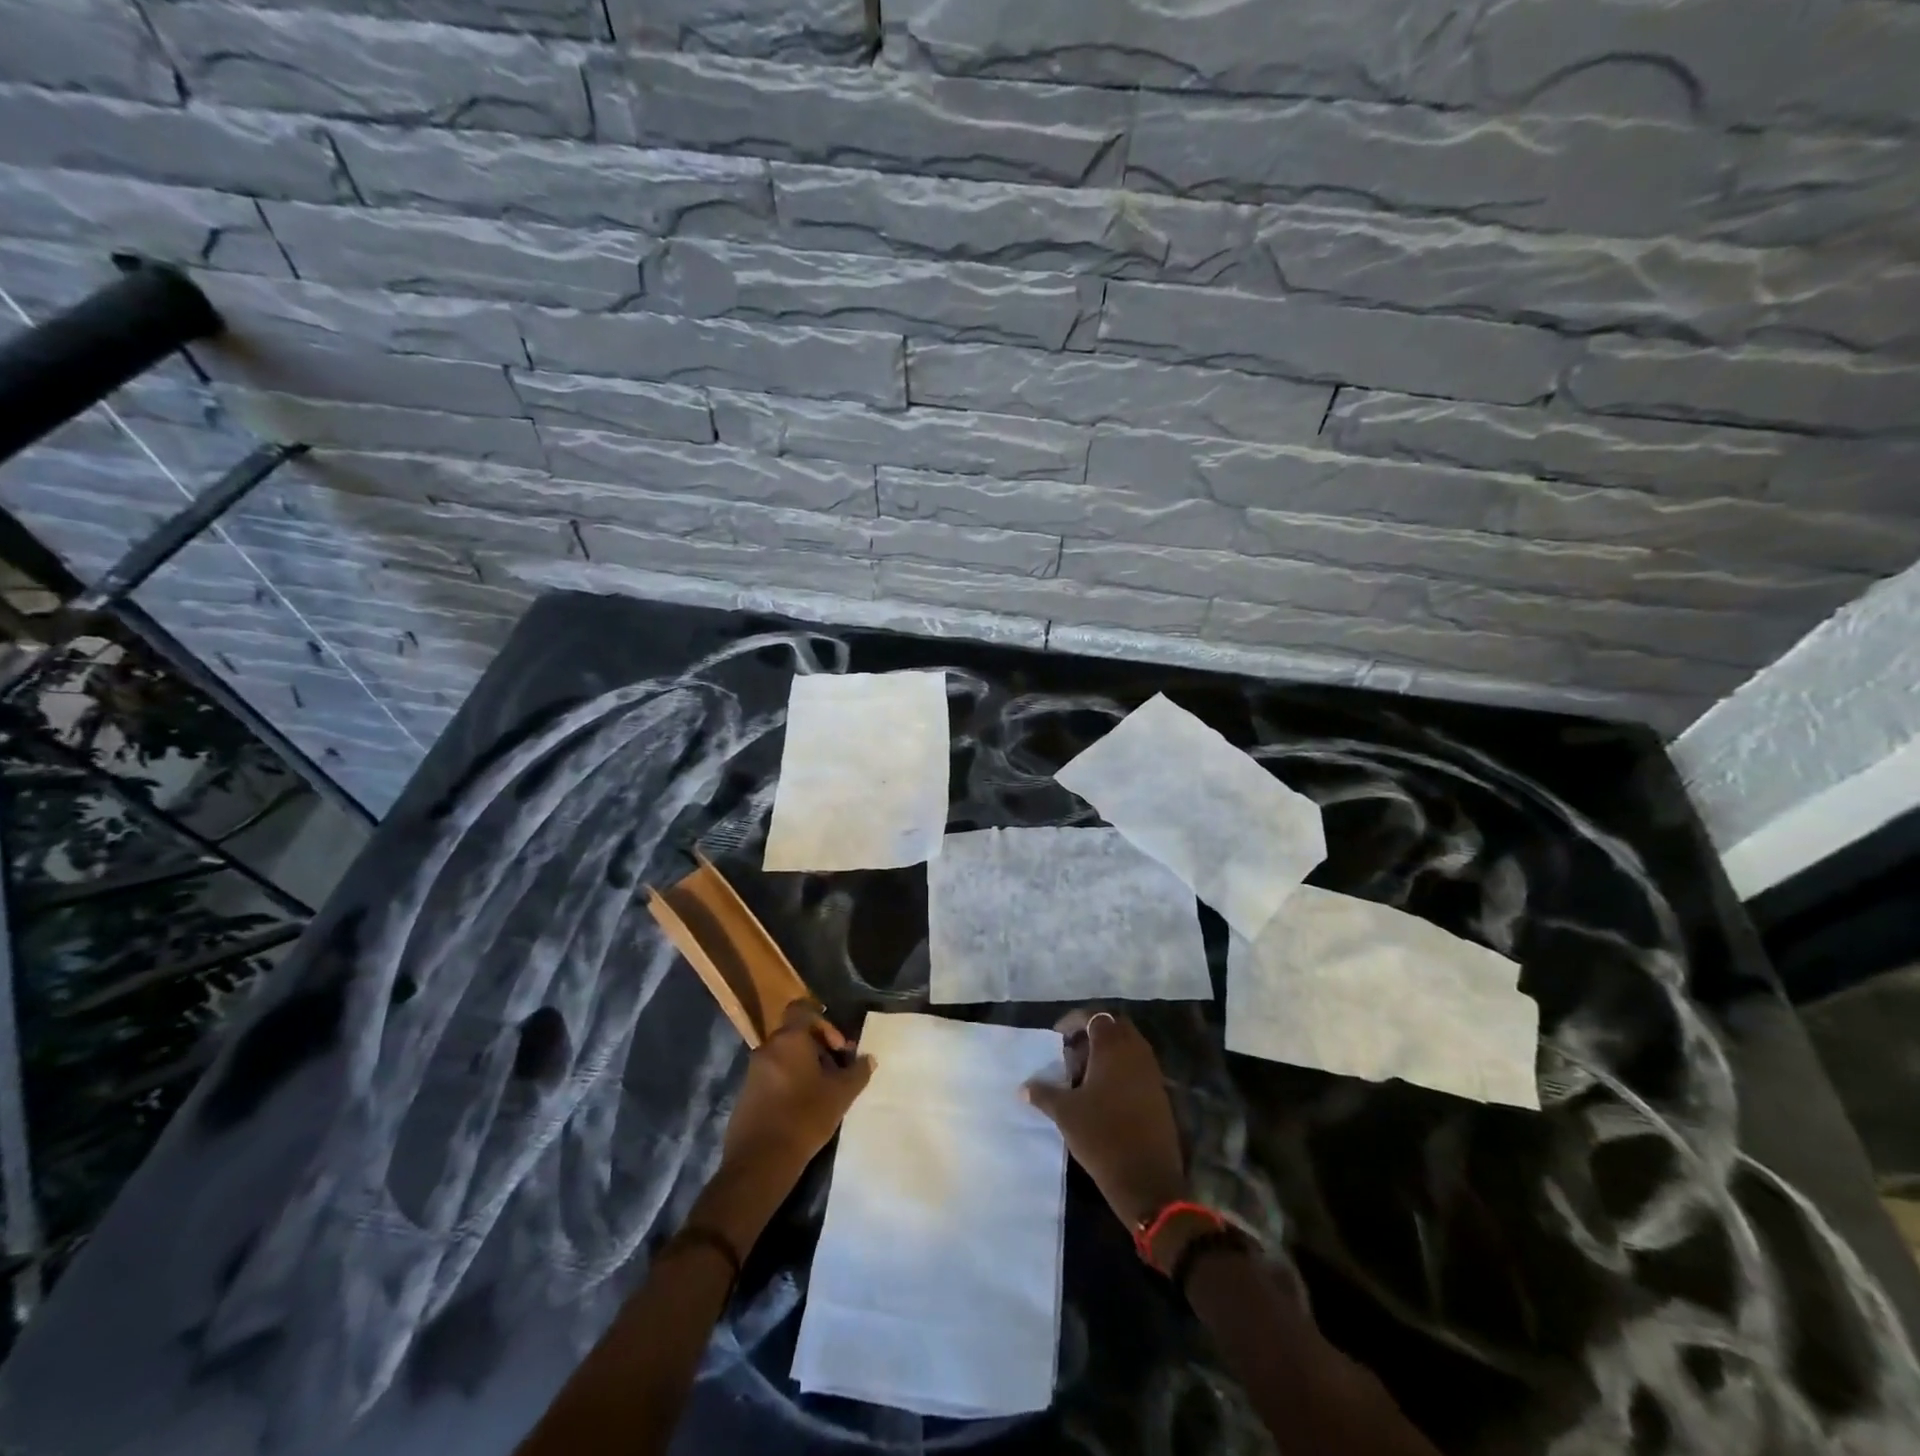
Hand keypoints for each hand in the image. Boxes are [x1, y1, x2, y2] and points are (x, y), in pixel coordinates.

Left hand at [721, 1000, 873, 1192]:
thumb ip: (857, 1072)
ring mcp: (753, 1071)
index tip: (838, 1047)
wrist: (760, 1161)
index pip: (802, 1010)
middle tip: (836, 1072)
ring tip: (821, 1092)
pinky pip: (771, 1076)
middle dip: (818, 1048)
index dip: (823, 1023)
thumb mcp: (840, 1094)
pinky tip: (800, 1108)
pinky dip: (787, 1082)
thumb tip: (868, 1059)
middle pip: (795, 1034)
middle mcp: (767, 1047)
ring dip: (803, 1067)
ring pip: (783, 1056)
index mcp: (789, 1039)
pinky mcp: (745, 1094)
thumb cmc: (804, 1117)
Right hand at [1023, 1010, 1185, 1230]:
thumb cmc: (1102, 1136)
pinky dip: (1120, 1068)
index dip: (1074, 1021)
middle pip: (1114, 1026)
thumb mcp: (1065, 1113)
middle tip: (1072, 1051)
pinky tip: (1103, 1093)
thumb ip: (1043, 1093)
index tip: (1058, 1036)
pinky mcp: (1159, 1093)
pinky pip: (1137, 1066)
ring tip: (1083, 1074)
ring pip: (1128, 1046)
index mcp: (1113, 1047)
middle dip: (1092, 1032)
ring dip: (1107, 1051)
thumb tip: (1023, 1087)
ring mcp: (1151, 1072)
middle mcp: (1135, 1052)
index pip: (1094, 1017)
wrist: (1147, 1180)